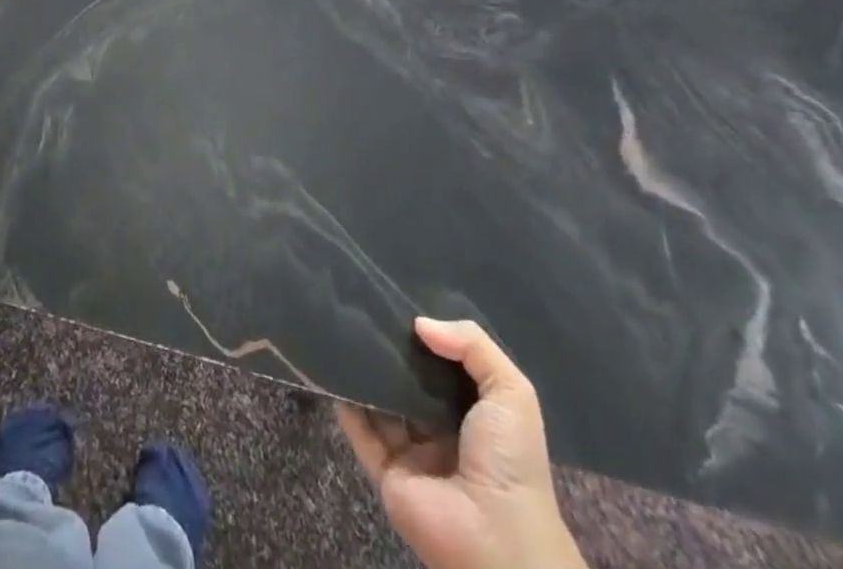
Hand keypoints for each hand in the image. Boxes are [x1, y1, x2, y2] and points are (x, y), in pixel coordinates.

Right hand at [337, 318, 585, 568]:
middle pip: (408, 381)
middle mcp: (441, 430)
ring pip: (380, 401)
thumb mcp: (511, 393)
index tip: (399, 303)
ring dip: (364, 371)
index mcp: (474, 415)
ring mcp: (410, 452)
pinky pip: (359, 431)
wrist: (497, 539)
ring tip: (342, 328)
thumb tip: (419, 324)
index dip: (425, 337)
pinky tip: (331, 367)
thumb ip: (472, 346)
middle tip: (363, 309)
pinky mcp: (385, 471)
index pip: (442, 366)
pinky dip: (344, 401)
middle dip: (390, 351)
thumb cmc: (509, 460)